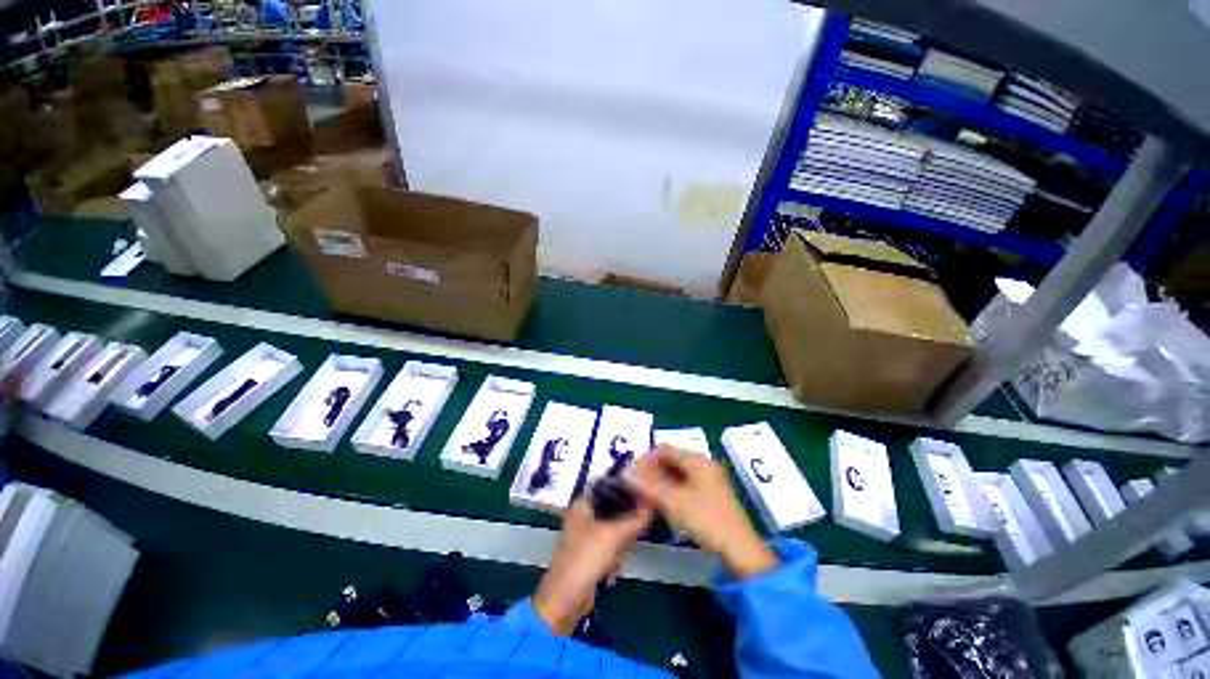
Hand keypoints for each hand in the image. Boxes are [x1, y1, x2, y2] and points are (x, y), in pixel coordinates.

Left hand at [534, 496, 652, 634]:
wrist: (565, 600)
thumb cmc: (585, 559)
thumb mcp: (613, 536)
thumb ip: (634, 520)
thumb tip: (651, 507)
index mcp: (584, 504)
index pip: (610, 489)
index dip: (627, 494)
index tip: (644, 504)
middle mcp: (584, 515)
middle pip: (616, 513)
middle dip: (624, 532)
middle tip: (627, 543)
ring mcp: (587, 535)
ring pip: (616, 533)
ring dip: (620, 550)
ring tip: (614, 563)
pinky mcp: (591, 553)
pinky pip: (611, 549)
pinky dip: (614, 561)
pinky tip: (610, 574)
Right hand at [633, 446, 778, 579]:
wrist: (740, 550)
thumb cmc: (706, 519)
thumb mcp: (674, 502)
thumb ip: (649, 485)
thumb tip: (627, 474)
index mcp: (698, 461)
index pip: (666, 450)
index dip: (647, 458)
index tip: (632, 472)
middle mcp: (705, 465)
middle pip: (673, 460)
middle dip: (653, 470)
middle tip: (638, 484)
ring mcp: (710, 480)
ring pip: (679, 473)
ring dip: (661, 480)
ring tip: (647, 494)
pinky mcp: (712, 495)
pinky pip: (686, 484)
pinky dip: (672, 489)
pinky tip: (663, 501)